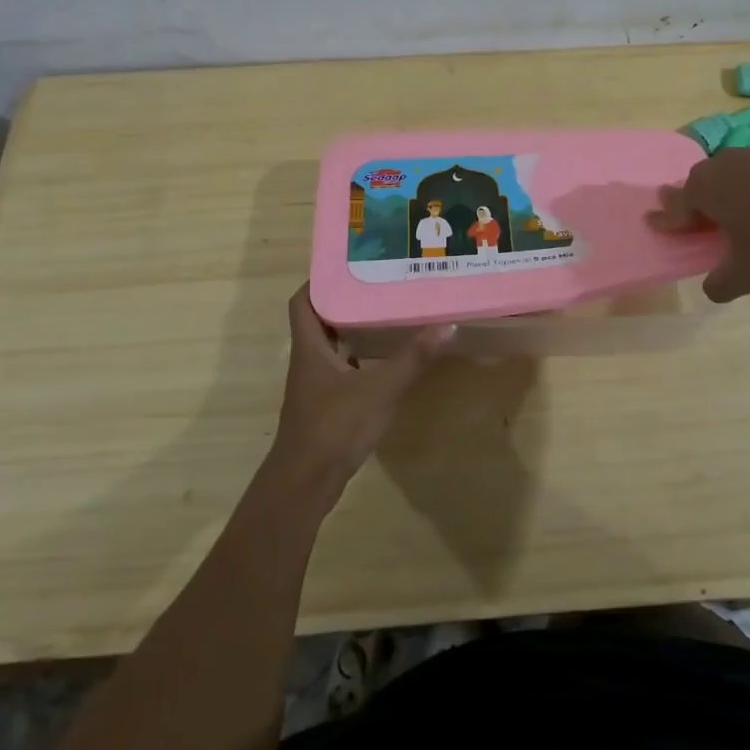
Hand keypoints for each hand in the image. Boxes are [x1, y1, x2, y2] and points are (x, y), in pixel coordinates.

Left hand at [268, 285, 453, 499]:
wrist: (305, 484)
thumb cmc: (334, 427)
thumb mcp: (379, 390)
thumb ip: (412, 359)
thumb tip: (446, 325)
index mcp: (310, 347)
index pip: (303, 301)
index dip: (320, 280)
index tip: (350, 265)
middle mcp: (308, 360)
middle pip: (320, 320)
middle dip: (345, 301)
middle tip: (379, 284)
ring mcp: (314, 385)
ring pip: (330, 345)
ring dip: (353, 329)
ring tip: (386, 313)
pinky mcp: (325, 405)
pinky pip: (340, 369)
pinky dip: (358, 358)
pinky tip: (384, 359)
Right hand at [648, 148, 749, 301]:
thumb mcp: (748, 273)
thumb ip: (722, 284)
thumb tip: (711, 289)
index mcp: (704, 190)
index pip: (675, 208)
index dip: (665, 220)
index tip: (651, 222)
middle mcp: (722, 166)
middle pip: (698, 183)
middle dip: (691, 199)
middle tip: (689, 214)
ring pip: (729, 174)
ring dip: (726, 192)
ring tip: (731, 210)